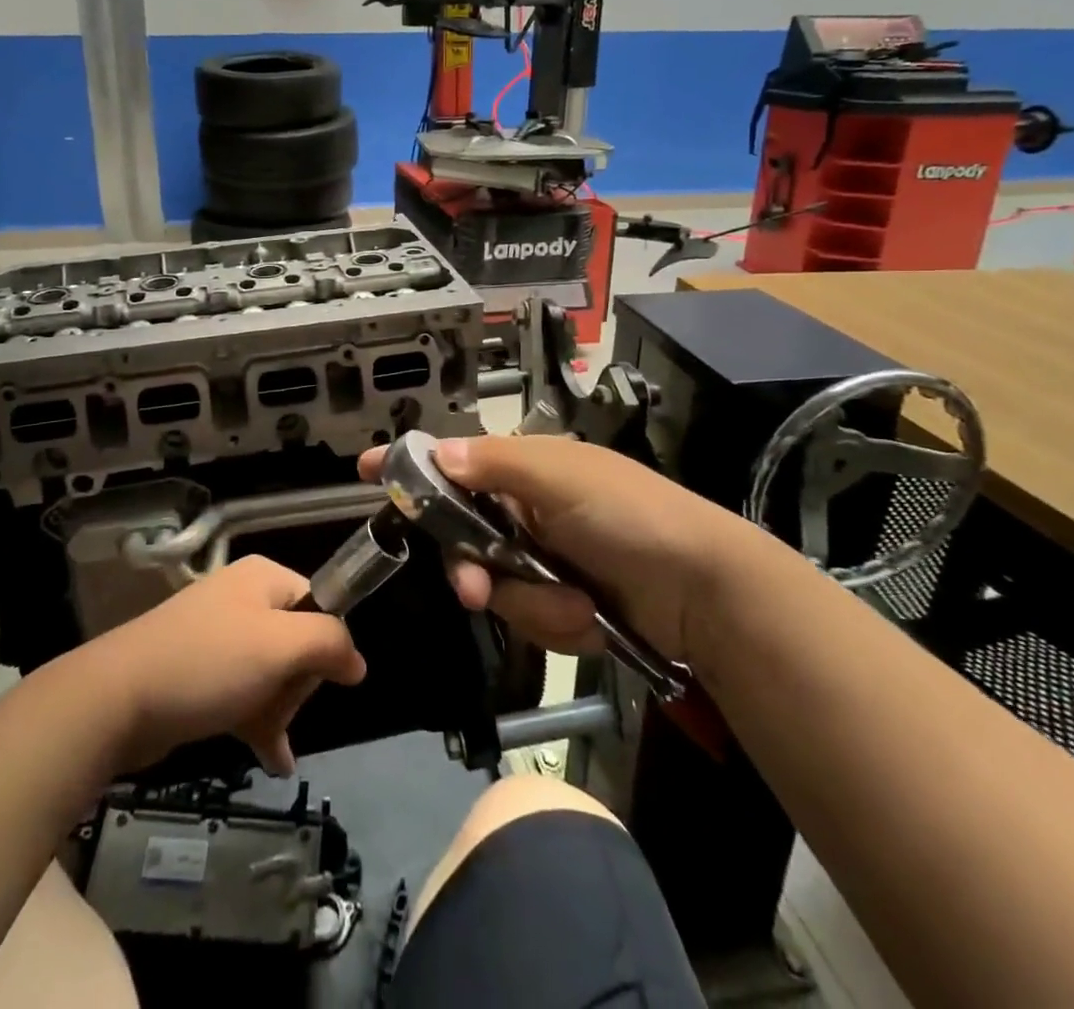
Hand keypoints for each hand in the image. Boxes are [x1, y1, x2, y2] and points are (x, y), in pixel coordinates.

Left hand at [84, 555, 367, 776]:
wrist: (116, 698)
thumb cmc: (208, 663)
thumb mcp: (280, 646)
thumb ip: (329, 643)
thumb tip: (357, 662)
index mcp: (264, 578)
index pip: (319, 605)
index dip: (323, 646)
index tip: (313, 681)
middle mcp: (243, 599)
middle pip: (297, 642)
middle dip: (295, 685)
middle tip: (275, 708)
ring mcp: (219, 636)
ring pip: (271, 674)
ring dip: (278, 710)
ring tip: (270, 745)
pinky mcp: (200, 673)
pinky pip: (244, 693)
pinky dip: (258, 721)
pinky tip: (273, 760)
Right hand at [358, 434, 746, 661]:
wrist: (707, 593)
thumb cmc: (630, 515)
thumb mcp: (562, 476)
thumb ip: (494, 464)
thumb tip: (436, 452)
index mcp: (527, 469)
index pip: (456, 461)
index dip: (413, 467)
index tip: (366, 470)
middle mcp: (529, 510)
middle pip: (464, 538)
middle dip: (473, 568)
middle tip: (477, 591)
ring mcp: (546, 559)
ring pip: (496, 586)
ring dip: (531, 603)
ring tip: (576, 604)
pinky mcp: (564, 602)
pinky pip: (530, 617)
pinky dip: (557, 621)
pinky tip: (590, 617)